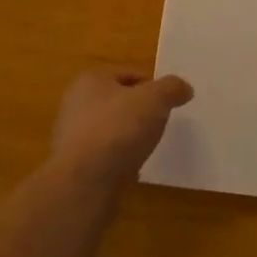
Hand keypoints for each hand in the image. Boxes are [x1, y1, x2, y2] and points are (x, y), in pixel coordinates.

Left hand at [51, 70, 193, 186]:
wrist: (86, 182)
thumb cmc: (118, 128)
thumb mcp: (155, 99)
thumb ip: (172, 88)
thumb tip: (184, 88)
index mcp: (90, 81)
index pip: (127, 75)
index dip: (151, 85)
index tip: (168, 102)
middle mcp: (76, 105)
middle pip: (118, 102)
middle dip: (139, 111)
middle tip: (161, 122)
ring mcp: (73, 137)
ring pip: (111, 129)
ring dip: (129, 136)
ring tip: (149, 146)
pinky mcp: (76, 166)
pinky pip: (105, 155)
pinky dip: (120, 158)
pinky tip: (133, 167)